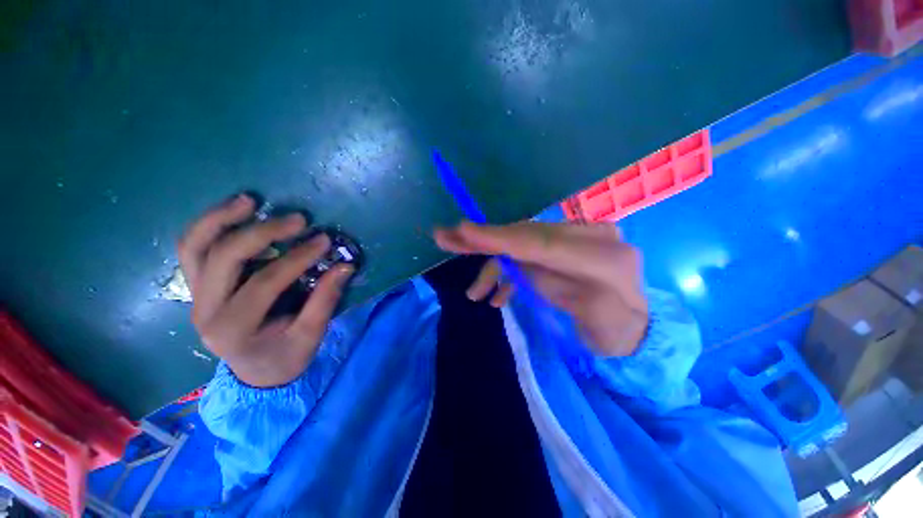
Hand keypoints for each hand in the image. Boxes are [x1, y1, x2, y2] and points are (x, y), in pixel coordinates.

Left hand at [178, 194, 353, 386]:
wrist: (256, 372)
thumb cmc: (286, 356)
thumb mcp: (311, 336)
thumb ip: (326, 300)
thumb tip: (345, 266)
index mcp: (233, 329)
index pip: (264, 283)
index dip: (297, 259)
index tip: (325, 241)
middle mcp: (205, 310)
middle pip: (222, 258)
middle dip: (262, 233)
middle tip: (298, 220)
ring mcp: (195, 296)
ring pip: (194, 247)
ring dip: (220, 218)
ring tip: (249, 200)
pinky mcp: (198, 286)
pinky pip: (193, 249)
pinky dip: (211, 226)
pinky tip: (234, 211)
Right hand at [434, 221, 647, 356]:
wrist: (633, 329)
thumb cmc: (615, 334)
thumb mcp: (589, 321)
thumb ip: (550, 286)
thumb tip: (508, 262)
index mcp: (603, 257)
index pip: (541, 242)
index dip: (499, 238)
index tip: (462, 231)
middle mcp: (590, 236)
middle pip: (526, 235)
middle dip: (485, 240)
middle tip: (448, 237)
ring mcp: (577, 238)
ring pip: (522, 243)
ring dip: (495, 264)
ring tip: (475, 292)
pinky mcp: (565, 246)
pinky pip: (530, 252)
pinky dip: (510, 270)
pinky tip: (497, 294)